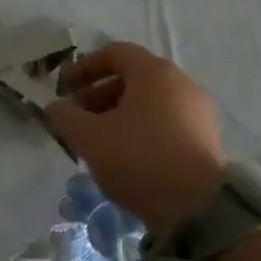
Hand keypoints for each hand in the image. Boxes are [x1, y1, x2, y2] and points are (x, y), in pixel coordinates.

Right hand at [44, 42, 225, 233]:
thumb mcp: (89, 138)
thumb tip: (55, 107)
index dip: (83, 68)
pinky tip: (125, 158)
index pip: (115, 53)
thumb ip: (65, 117)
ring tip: (97, 143)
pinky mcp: (205, 139)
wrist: (197, 207)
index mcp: (154, 73)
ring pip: (149, 103)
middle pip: (132, 78)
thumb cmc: (139, 159)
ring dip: (117, 115)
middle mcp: (181, 83)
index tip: (63, 90)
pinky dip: (140, 130)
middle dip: (98, 95)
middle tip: (76, 120)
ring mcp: (197, 112)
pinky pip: (165, 122)